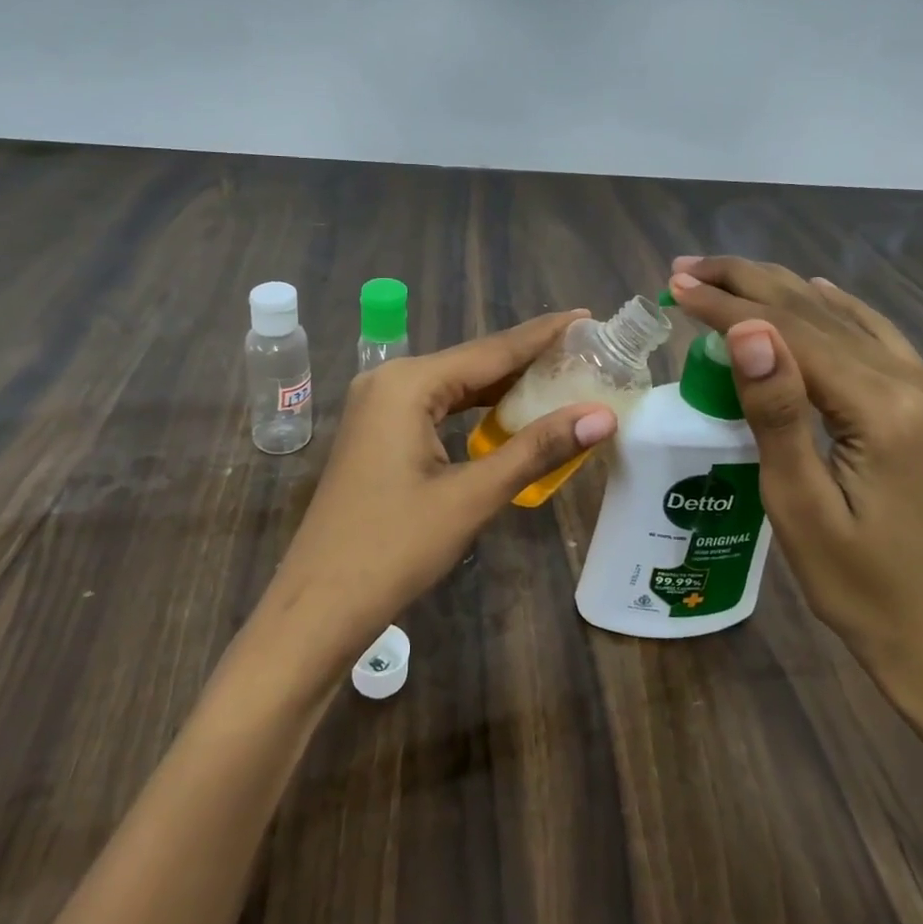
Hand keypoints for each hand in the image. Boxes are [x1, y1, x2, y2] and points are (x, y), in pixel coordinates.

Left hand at [253, 311, 617, 675]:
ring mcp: (378, 406)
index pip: (492, 350)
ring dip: (504, 385)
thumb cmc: (394, 548)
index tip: (588, 317)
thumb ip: (537, 449)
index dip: (544, 335)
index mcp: (408, 383)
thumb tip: (603, 416)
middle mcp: (390, 380)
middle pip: (473, 362)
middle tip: (586, 351)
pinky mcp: (378, 432)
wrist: (319, 606)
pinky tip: (510, 412)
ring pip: (456, 385)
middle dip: (529, 358)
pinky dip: (476, 408)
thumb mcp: (471, 496)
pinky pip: (438, 407)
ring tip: (560, 375)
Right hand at [666, 256, 922, 705]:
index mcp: (885, 410)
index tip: (676, 285)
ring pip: (842, 319)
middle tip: (686, 269)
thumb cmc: (853, 581)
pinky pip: (874, 336)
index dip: (728, 306)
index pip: (791, 335)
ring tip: (723, 274)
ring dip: (778, 291)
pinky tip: (811, 289)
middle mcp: (917, 383)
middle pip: (816, 314)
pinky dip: (833, 309)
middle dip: (746, 285)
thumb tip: (747, 330)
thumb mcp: (798, 505)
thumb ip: (775, 411)